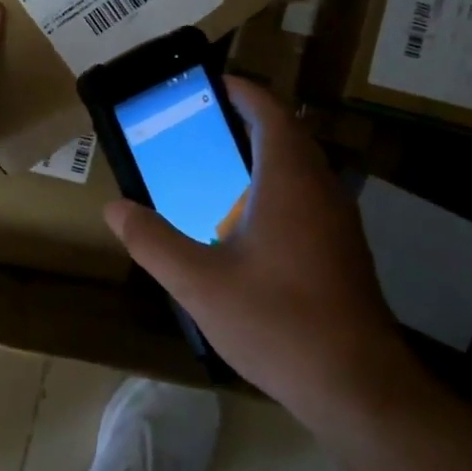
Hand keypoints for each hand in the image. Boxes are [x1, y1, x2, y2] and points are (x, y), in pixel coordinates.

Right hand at [102, 78, 416, 424]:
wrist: (357, 385)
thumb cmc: (277, 322)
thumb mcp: (199, 283)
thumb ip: (153, 241)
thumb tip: (114, 208)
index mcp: (288, 179)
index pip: (269, 111)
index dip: (241, 90)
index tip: (208, 84)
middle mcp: (320, 188)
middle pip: (287, 133)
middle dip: (247, 120)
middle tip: (201, 126)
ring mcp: (338, 219)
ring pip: (301, 166)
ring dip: (264, 154)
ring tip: (218, 168)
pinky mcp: (344, 248)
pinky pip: (308, 195)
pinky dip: (277, 186)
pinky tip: (248, 224)